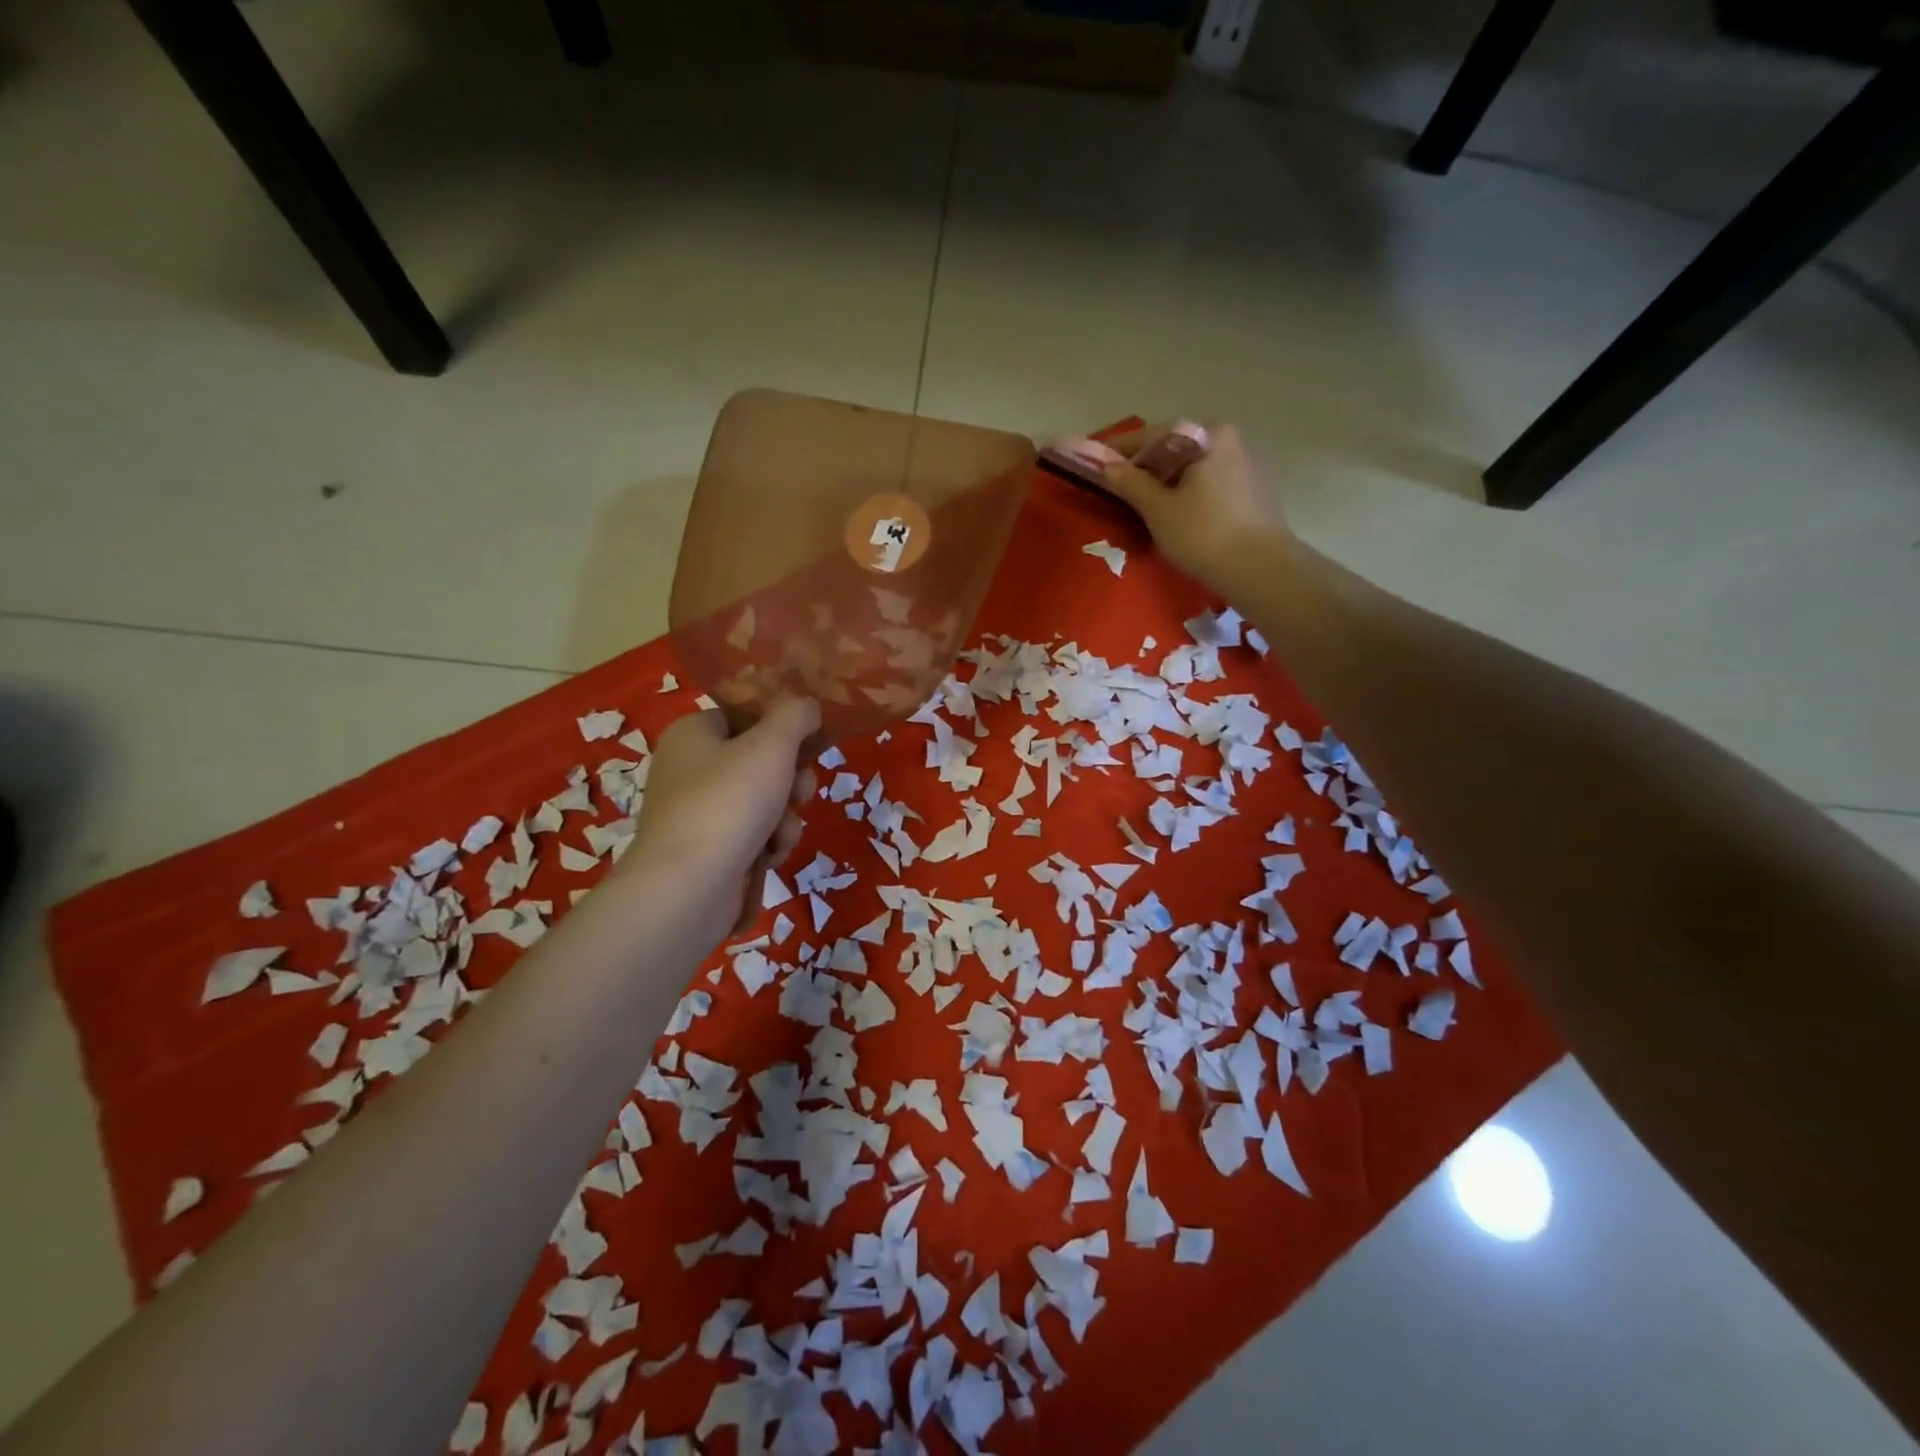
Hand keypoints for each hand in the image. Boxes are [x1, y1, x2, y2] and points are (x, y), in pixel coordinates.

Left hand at [625, 696, 819, 942]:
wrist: (689, 887)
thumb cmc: (728, 802)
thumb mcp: (772, 744)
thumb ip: (795, 715)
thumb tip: (807, 705)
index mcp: (692, 734)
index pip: (743, 715)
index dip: (780, 727)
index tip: (808, 742)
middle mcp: (690, 769)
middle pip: (760, 761)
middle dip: (791, 780)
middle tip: (800, 792)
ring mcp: (698, 813)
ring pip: (764, 802)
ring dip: (785, 818)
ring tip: (780, 834)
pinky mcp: (708, 851)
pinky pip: (753, 836)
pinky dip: (767, 844)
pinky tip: (767, 857)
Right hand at [1094, 423, 1287, 588]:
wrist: (1260, 568)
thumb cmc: (1203, 534)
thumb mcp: (1158, 509)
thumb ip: (1130, 483)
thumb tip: (1106, 466)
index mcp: (1208, 434)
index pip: (1153, 436)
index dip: (1120, 450)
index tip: (1095, 460)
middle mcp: (1231, 439)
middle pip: (1177, 448)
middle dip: (1146, 464)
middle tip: (1119, 483)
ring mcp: (1248, 463)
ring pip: (1195, 466)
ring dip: (1169, 479)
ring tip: (1146, 500)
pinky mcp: (1256, 490)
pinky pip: (1212, 482)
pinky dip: (1190, 491)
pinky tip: (1179, 511)